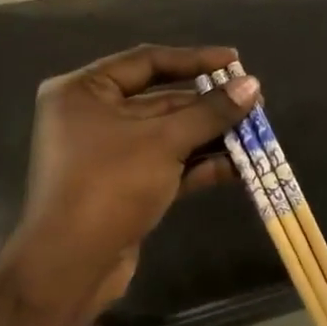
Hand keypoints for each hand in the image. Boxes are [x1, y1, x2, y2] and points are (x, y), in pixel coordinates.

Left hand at [3, 44, 257, 321]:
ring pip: (168, 135)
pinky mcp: (125, 187)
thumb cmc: (109, 185)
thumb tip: (252, 86)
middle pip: (160, 100)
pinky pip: (168, 165)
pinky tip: (239, 166)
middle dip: (208, 104)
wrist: (71, 265)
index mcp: (83, 91)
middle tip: (253, 101)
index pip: (146, 61)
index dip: (194, 60)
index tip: (235, 61)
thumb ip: (209, 112)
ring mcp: (109, 155)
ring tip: (256, 132)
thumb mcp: (163, 142)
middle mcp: (93, 117)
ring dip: (210, 136)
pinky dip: (200, 164)